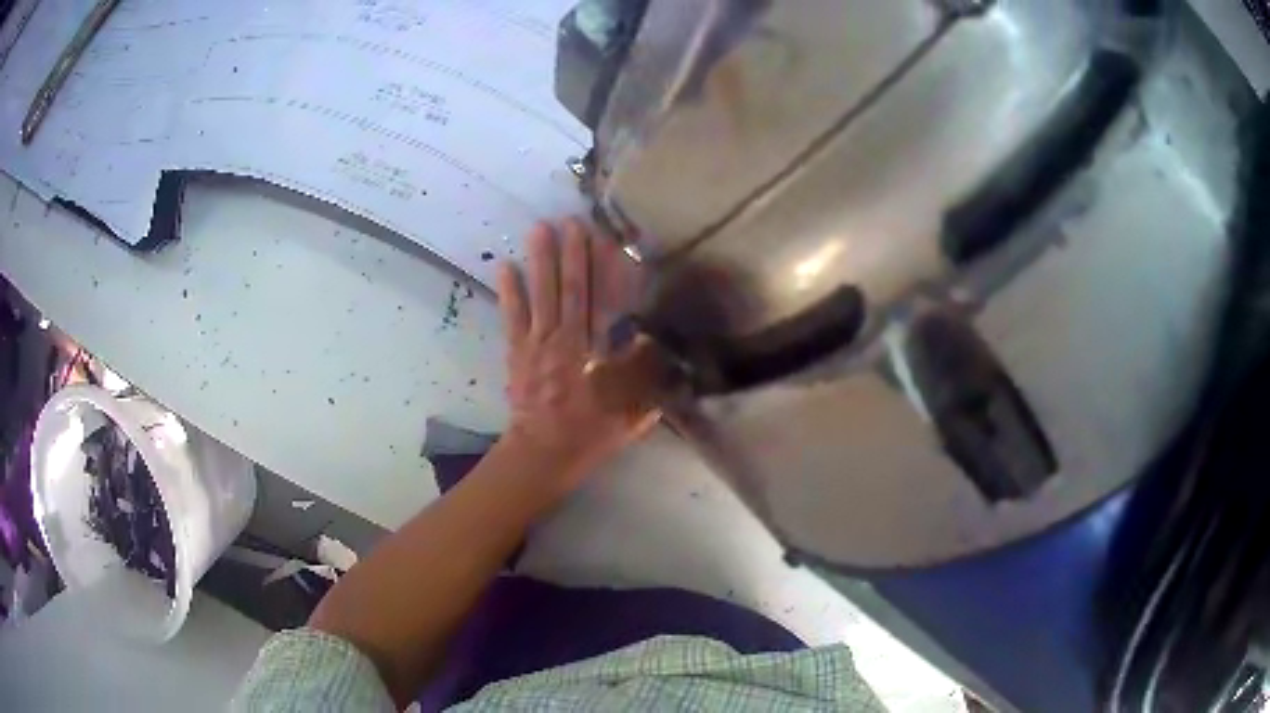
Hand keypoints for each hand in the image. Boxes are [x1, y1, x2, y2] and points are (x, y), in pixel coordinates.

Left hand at [497, 218, 659, 490]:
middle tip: (569, 219)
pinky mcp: (516, 353)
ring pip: (539, 296)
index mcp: (590, 353)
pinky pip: (512, 317)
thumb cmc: (590, 434)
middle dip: (569, 254)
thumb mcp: (630, 412)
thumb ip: (645, 378)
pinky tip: (504, 266)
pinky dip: (509, 291)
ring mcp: (535, 345)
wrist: (543, 455)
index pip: (597, 303)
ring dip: (539, 261)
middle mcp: (563, 341)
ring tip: (538, 228)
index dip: (598, 269)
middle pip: (567, 290)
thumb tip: (655, 341)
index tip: (601, 238)